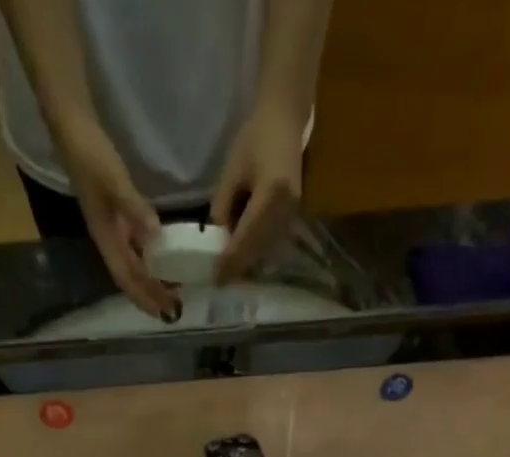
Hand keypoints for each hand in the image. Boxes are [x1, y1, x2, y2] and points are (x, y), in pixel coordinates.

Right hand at [57, 122, 178, 319]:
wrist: (72, 125)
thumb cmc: (90, 154)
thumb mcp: (113, 181)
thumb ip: (135, 209)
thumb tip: (158, 238)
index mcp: (105, 238)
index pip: (125, 278)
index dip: (143, 298)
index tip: (163, 313)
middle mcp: (109, 239)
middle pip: (131, 277)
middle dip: (151, 295)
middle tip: (175, 309)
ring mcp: (113, 227)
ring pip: (135, 263)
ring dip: (153, 279)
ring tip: (175, 289)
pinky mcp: (118, 213)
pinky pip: (137, 245)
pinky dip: (152, 257)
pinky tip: (166, 258)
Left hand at [212, 103, 304, 283]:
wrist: (285, 121)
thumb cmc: (255, 138)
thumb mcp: (232, 171)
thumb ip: (223, 207)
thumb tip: (219, 238)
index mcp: (271, 194)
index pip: (246, 237)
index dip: (230, 261)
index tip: (216, 279)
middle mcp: (286, 210)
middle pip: (258, 250)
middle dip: (238, 268)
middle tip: (220, 281)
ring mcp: (293, 215)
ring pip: (266, 251)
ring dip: (248, 264)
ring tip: (229, 272)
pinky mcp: (293, 217)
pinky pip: (273, 243)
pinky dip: (257, 253)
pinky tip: (244, 257)